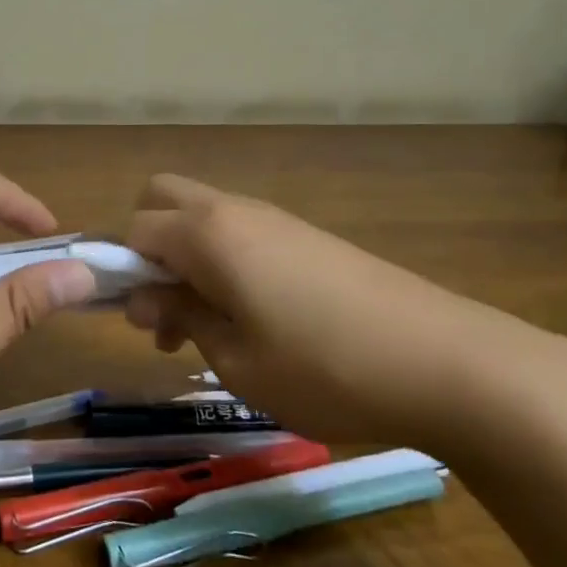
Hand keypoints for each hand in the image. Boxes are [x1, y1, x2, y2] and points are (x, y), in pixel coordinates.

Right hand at [124, 174, 566, 450]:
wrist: (445, 361)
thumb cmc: (324, 368)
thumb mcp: (236, 361)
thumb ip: (182, 318)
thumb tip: (148, 299)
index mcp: (207, 234)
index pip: (135, 229)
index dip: (121, 271)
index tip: (139, 321)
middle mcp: (234, 211)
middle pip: (163, 197)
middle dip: (148, 244)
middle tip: (165, 306)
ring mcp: (275, 218)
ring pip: (203, 215)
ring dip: (186, 256)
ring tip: (208, 326)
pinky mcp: (307, 235)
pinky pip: (241, 231)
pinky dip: (224, 260)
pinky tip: (253, 317)